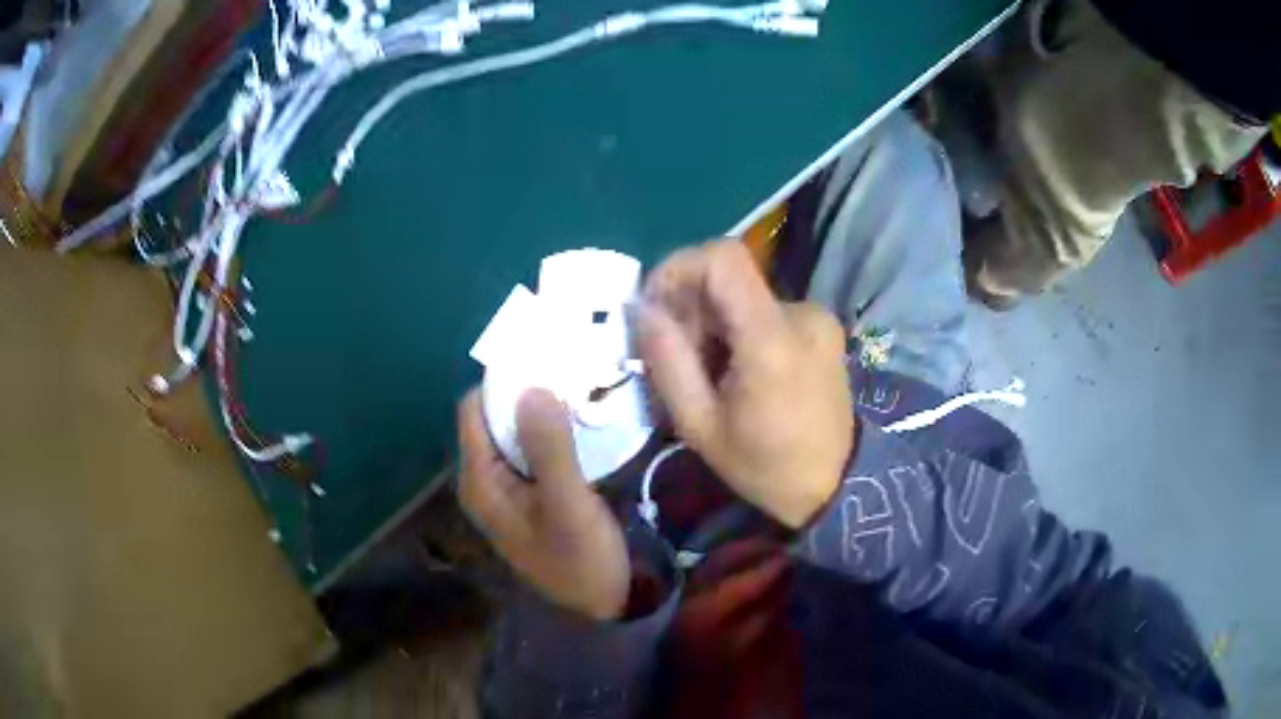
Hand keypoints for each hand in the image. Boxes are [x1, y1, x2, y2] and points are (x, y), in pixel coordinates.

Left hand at [457, 388, 629, 619]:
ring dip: (542, 408)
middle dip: (525, 390)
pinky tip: (582, 418)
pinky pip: (534, 448)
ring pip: (516, 431)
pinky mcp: (531, 492)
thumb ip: (549, 448)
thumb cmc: (581, 559)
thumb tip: (532, 386)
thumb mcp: (567, 505)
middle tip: (568, 365)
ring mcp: (508, 487)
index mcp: (480, 481)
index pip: (474, 410)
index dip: (502, 380)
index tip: (542, 355)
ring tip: (578, 382)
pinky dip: (553, 429)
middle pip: (493, 418)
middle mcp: (485, 479)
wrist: (603, 605)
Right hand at [635, 239, 853, 527]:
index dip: (678, 267)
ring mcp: (817, 317)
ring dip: (712, 322)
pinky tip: (736, 370)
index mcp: (772, 339)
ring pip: (744, 295)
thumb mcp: (700, 426)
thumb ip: (667, 362)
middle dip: (690, 308)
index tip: (655, 306)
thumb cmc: (764, 465)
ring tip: (708, 372)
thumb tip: (642, 309)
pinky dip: (738, 329)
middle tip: (677, 358)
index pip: (722, 258)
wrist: (835, 484)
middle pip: (729, 279)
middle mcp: (802, 313)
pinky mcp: (822, 325)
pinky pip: (764, 309)